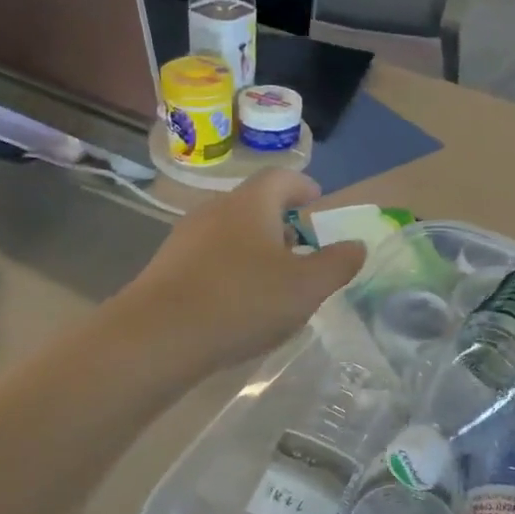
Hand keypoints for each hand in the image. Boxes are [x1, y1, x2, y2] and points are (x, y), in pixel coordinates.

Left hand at [117, 169, 366, 372]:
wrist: (158, 336)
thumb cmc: (242, 301)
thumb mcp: (305, 287)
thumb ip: (336, 264)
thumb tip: (356, 245)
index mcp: (251, 204)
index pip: (281, 178)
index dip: (302, 185)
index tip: (316, 199)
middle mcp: (215, 210)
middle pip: (253, 204)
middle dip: (279, 221)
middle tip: (299, 246)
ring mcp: (185, 237)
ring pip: (229, 231)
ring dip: (253, 247)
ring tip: (270, 278)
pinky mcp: (166, 267)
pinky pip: (208, 257)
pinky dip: (229, 267)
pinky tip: (235, 301)